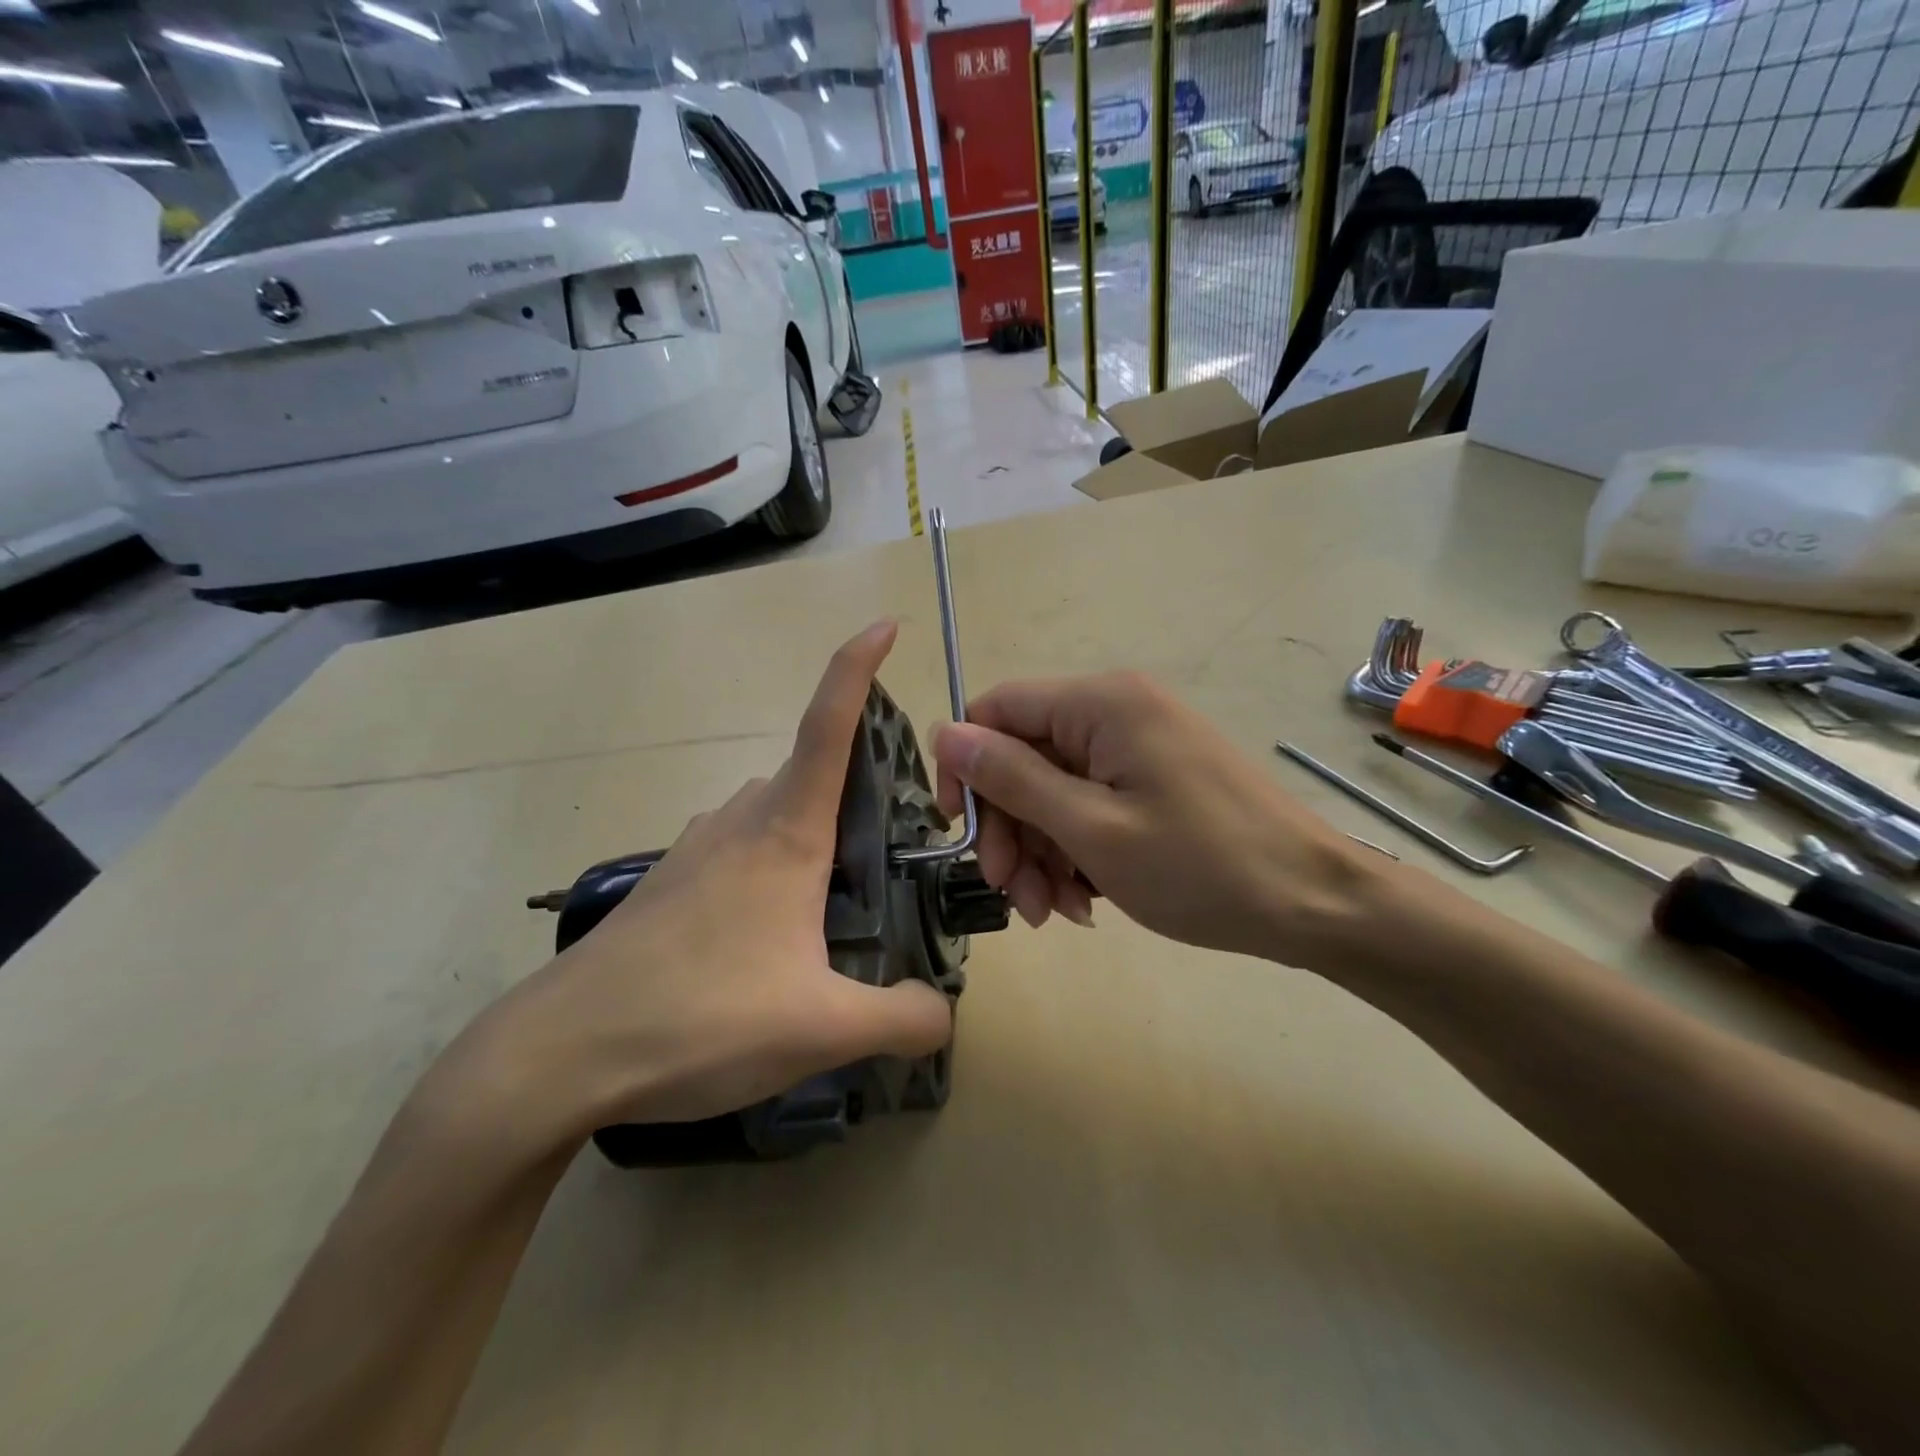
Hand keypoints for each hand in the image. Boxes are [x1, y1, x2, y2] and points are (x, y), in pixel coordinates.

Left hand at [441, 622, 953, 1146]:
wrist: (560, 1053)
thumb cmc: (699, 1019)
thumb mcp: (821, 1029)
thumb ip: (902, 1019)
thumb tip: (942, 1011)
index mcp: (786, 833)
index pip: (829, 724)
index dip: (857, 667)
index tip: (884, 626)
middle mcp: (741, 821)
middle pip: (810, 773)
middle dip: (859, 786)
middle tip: (898, 845)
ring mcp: (697, 847)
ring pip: (773, 811)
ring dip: (814, 831)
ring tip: (842, 896)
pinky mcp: (670, 881)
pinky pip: (739, 846)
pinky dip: (773, 861)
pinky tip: (773, 929)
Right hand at [931, 672, 1378, 963]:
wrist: (1315, 904)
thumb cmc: (1200, 866)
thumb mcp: (1091, 828)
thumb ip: (1012, 778)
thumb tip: (944, 733)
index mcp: (1101, 702)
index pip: (997, 710)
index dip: (966, 767)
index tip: (962, 833)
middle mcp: (1116, 710)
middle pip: (1024, 757)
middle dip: (1010, 828)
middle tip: (1012, 894)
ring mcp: (1139, 746)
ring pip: (1054, 789)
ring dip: (1040, 850)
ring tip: (1053, 911)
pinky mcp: (1154, 778)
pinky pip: (1090, 804)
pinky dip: (1075, 850)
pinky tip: (1084, 900)